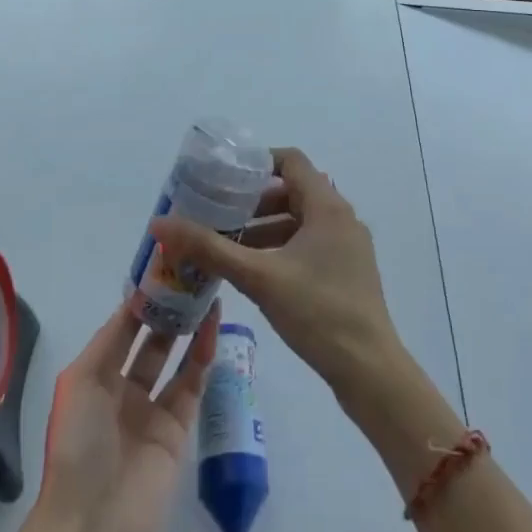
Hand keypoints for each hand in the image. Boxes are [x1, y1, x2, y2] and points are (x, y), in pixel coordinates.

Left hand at [38, 300, 219, 531]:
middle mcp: (124, 388)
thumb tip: (134, 300)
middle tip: (192, 277)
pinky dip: (202, 358)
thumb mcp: (80, 383)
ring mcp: (152, 410)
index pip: (123, 328)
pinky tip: (212, 329)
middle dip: (169, 311)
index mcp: (96, 376)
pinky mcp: (177, 431)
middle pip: (152, 340)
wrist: (91, 524)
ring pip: (175, 359)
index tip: (164, 268)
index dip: (142, 300)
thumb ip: (109, 340)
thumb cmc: (76, 445)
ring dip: (190, 329)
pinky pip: (191, 386)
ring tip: (208, 295)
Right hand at [151, 147, 400, 403]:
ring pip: (300, 221)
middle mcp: (341, 218)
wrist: (370, 370)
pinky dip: (282, 248)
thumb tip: (160, 224)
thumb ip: (209, 248)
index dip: (257, 162)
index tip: (224, 177)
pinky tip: (256, 272)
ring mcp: (348, 246)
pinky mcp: (348, 272)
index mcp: (327, 206)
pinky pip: (310, 245)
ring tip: (228, 246)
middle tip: (218, 214)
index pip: (290, 161)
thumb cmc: (317, 312)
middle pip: (293, 191)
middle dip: (254, 202)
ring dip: (266, 228)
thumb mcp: (257, 276)